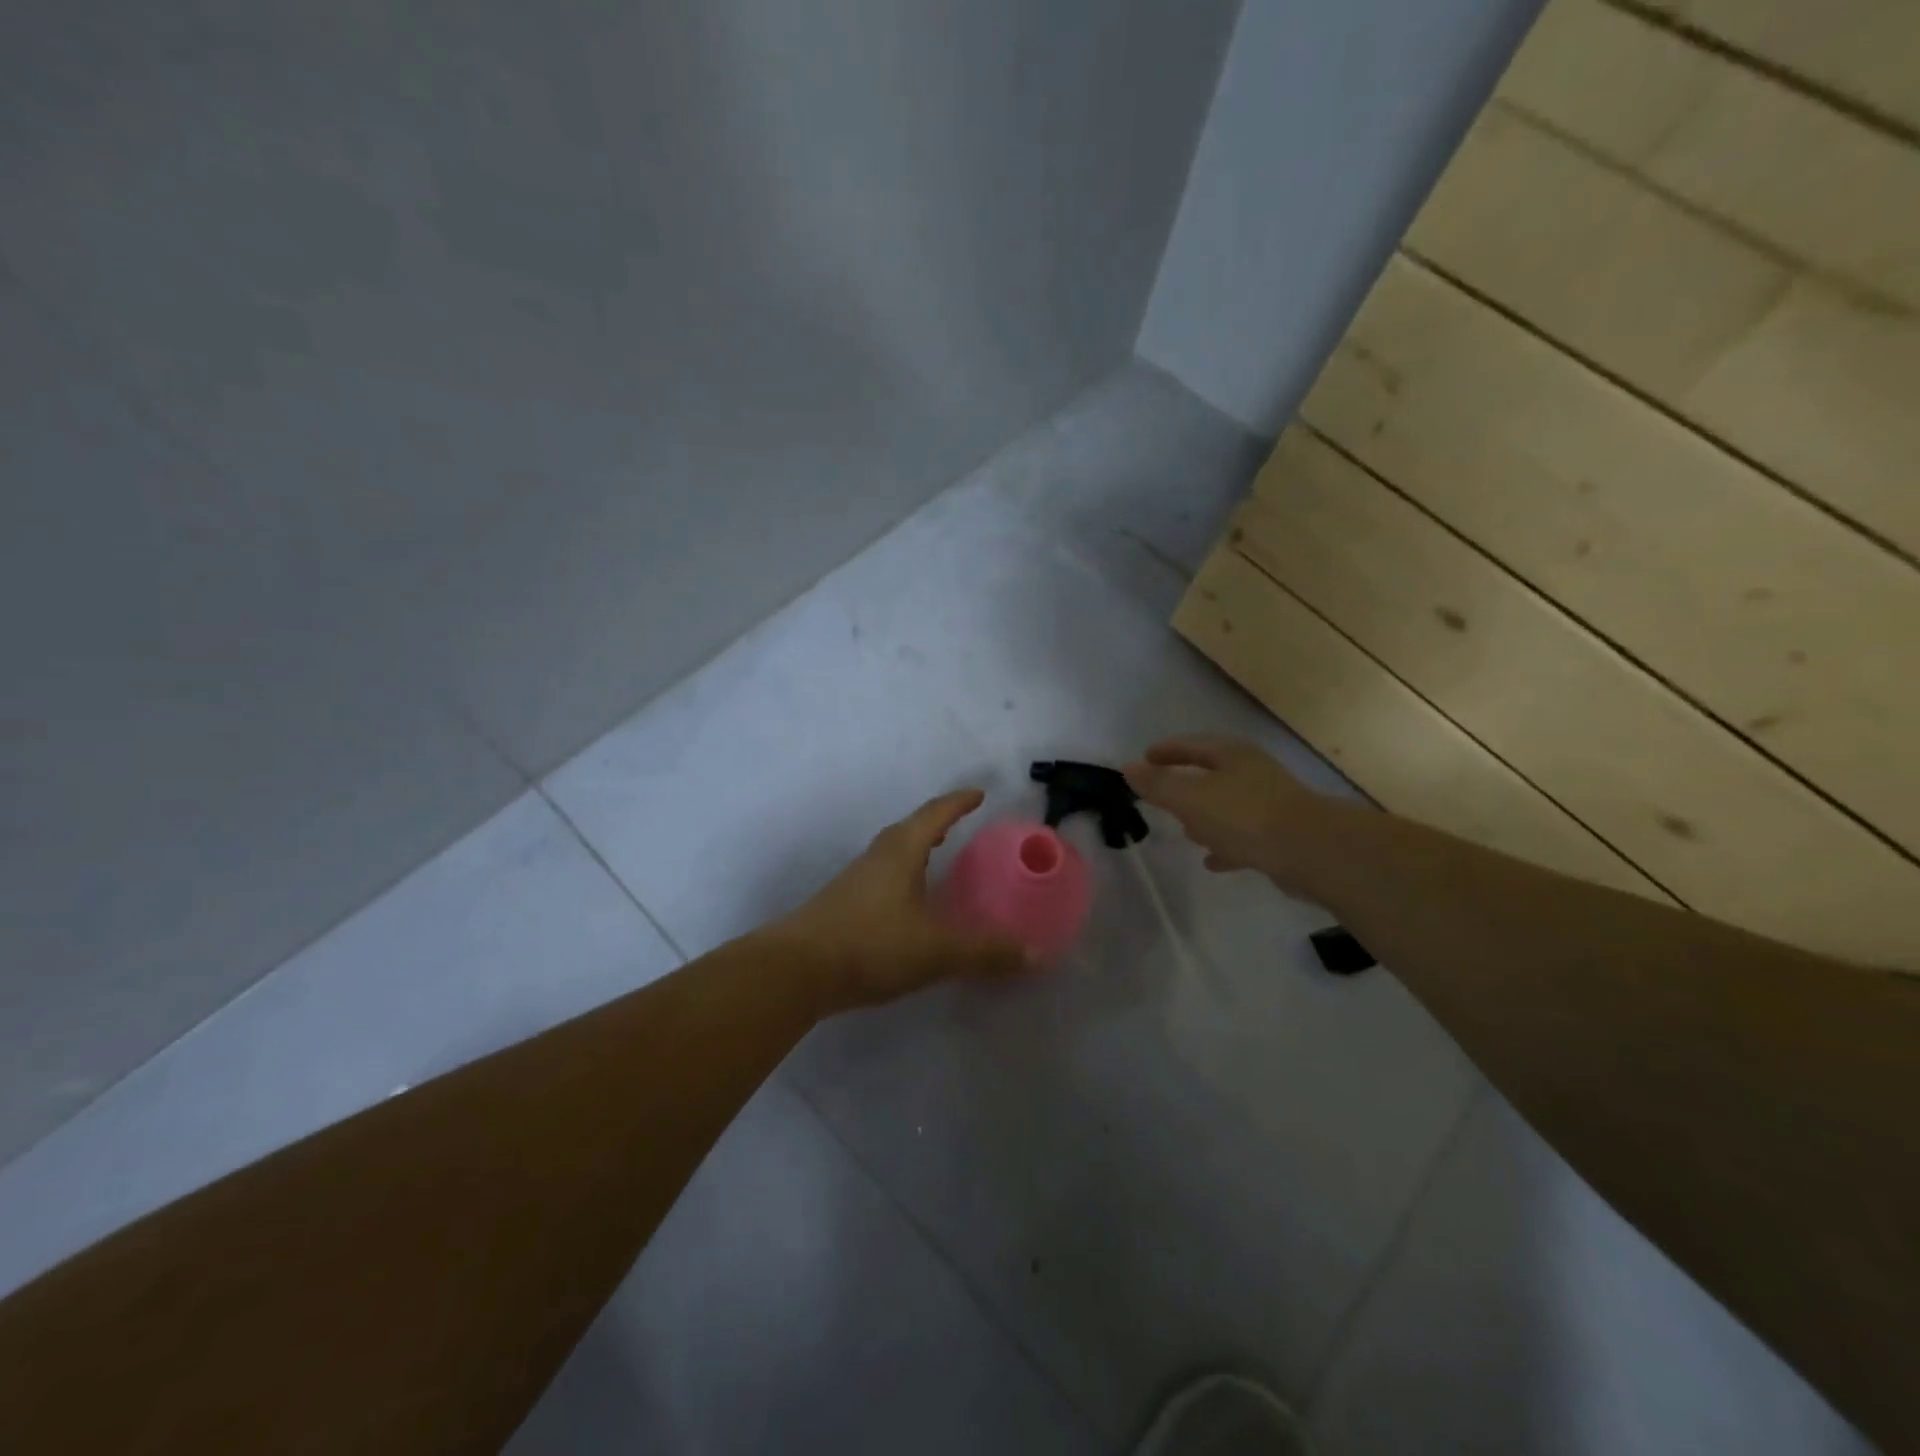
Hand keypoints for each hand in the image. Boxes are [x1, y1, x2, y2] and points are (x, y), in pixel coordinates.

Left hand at [775, 789, 1027, 1011]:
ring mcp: (854, 881)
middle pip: (911, 830)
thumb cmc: (871, 944)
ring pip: (893, 854)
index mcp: (901, 851)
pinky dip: (902, 878)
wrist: (795, 971)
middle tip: (960, 826)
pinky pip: (881, 878)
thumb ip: (985, 952)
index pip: (935, 814)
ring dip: (917, 851)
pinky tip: (908, 904)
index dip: (958, 803)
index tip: (978, 794)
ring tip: (937, 861)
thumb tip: (1034, 954)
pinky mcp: (841, 906)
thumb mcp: (937, 950)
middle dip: (937, 824)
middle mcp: (877, 857)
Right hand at [1124, 735, 1327, 891]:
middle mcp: (1252, 773)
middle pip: (1211, 773)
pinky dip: (1225, 844)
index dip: (1166, 751)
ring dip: (1205, 817)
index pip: (1191, 745)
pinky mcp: (1280, 835)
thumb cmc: (1245, 816)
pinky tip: (1213, 860)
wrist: (1312, 851)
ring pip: (1228, 806)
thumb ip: (1158, 785)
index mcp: (1231, 755)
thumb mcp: (1190, 798)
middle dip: (1185, 784)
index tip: (1145, 758)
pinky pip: (1243, 837)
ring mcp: (1269, 804)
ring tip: (1185, 832)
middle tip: (1162, 796)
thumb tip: (1128, 767)